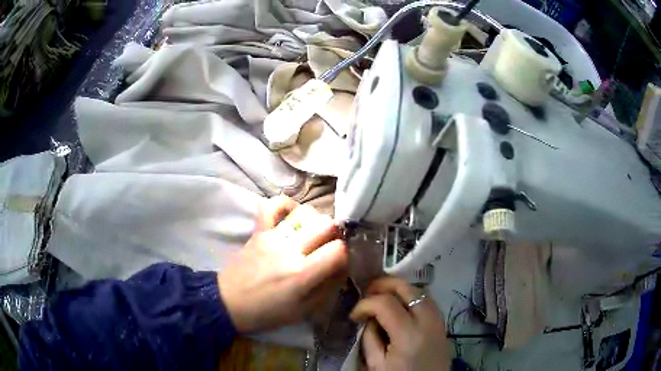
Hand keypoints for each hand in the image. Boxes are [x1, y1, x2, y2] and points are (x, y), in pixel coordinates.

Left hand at [218, 195, 347, 332]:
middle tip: (330, 246)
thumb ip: (326, 289)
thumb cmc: (266, 312)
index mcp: (301, 274)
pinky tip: (292, 214)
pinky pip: (271, 205)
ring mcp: (272, 236)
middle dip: (335, 234)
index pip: (338, 250)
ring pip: (305, 212)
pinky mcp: (258, 231)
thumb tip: (343, 268)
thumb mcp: (302, 311)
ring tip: (313, 234)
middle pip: (326, 225)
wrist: (228, 302)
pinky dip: (285, 205)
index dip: (345, 254)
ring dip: (316, 221)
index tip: (340, 261)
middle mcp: (289, 250)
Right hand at [350, 277, 450, 370]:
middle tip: (367, 292)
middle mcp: (428, 321)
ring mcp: (439, 320)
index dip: (365, 304)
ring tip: (382, 296)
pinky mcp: (443, 323)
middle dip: (383, 285)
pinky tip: (400, 304)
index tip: (354, 315)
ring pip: (420, 290)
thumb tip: (368, 317)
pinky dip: (412, 296)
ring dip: (399, 289)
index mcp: (409, 335)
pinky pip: (428, 300)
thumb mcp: (376, 364)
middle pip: (407, 288)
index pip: (385, 303)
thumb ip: (370, 338)